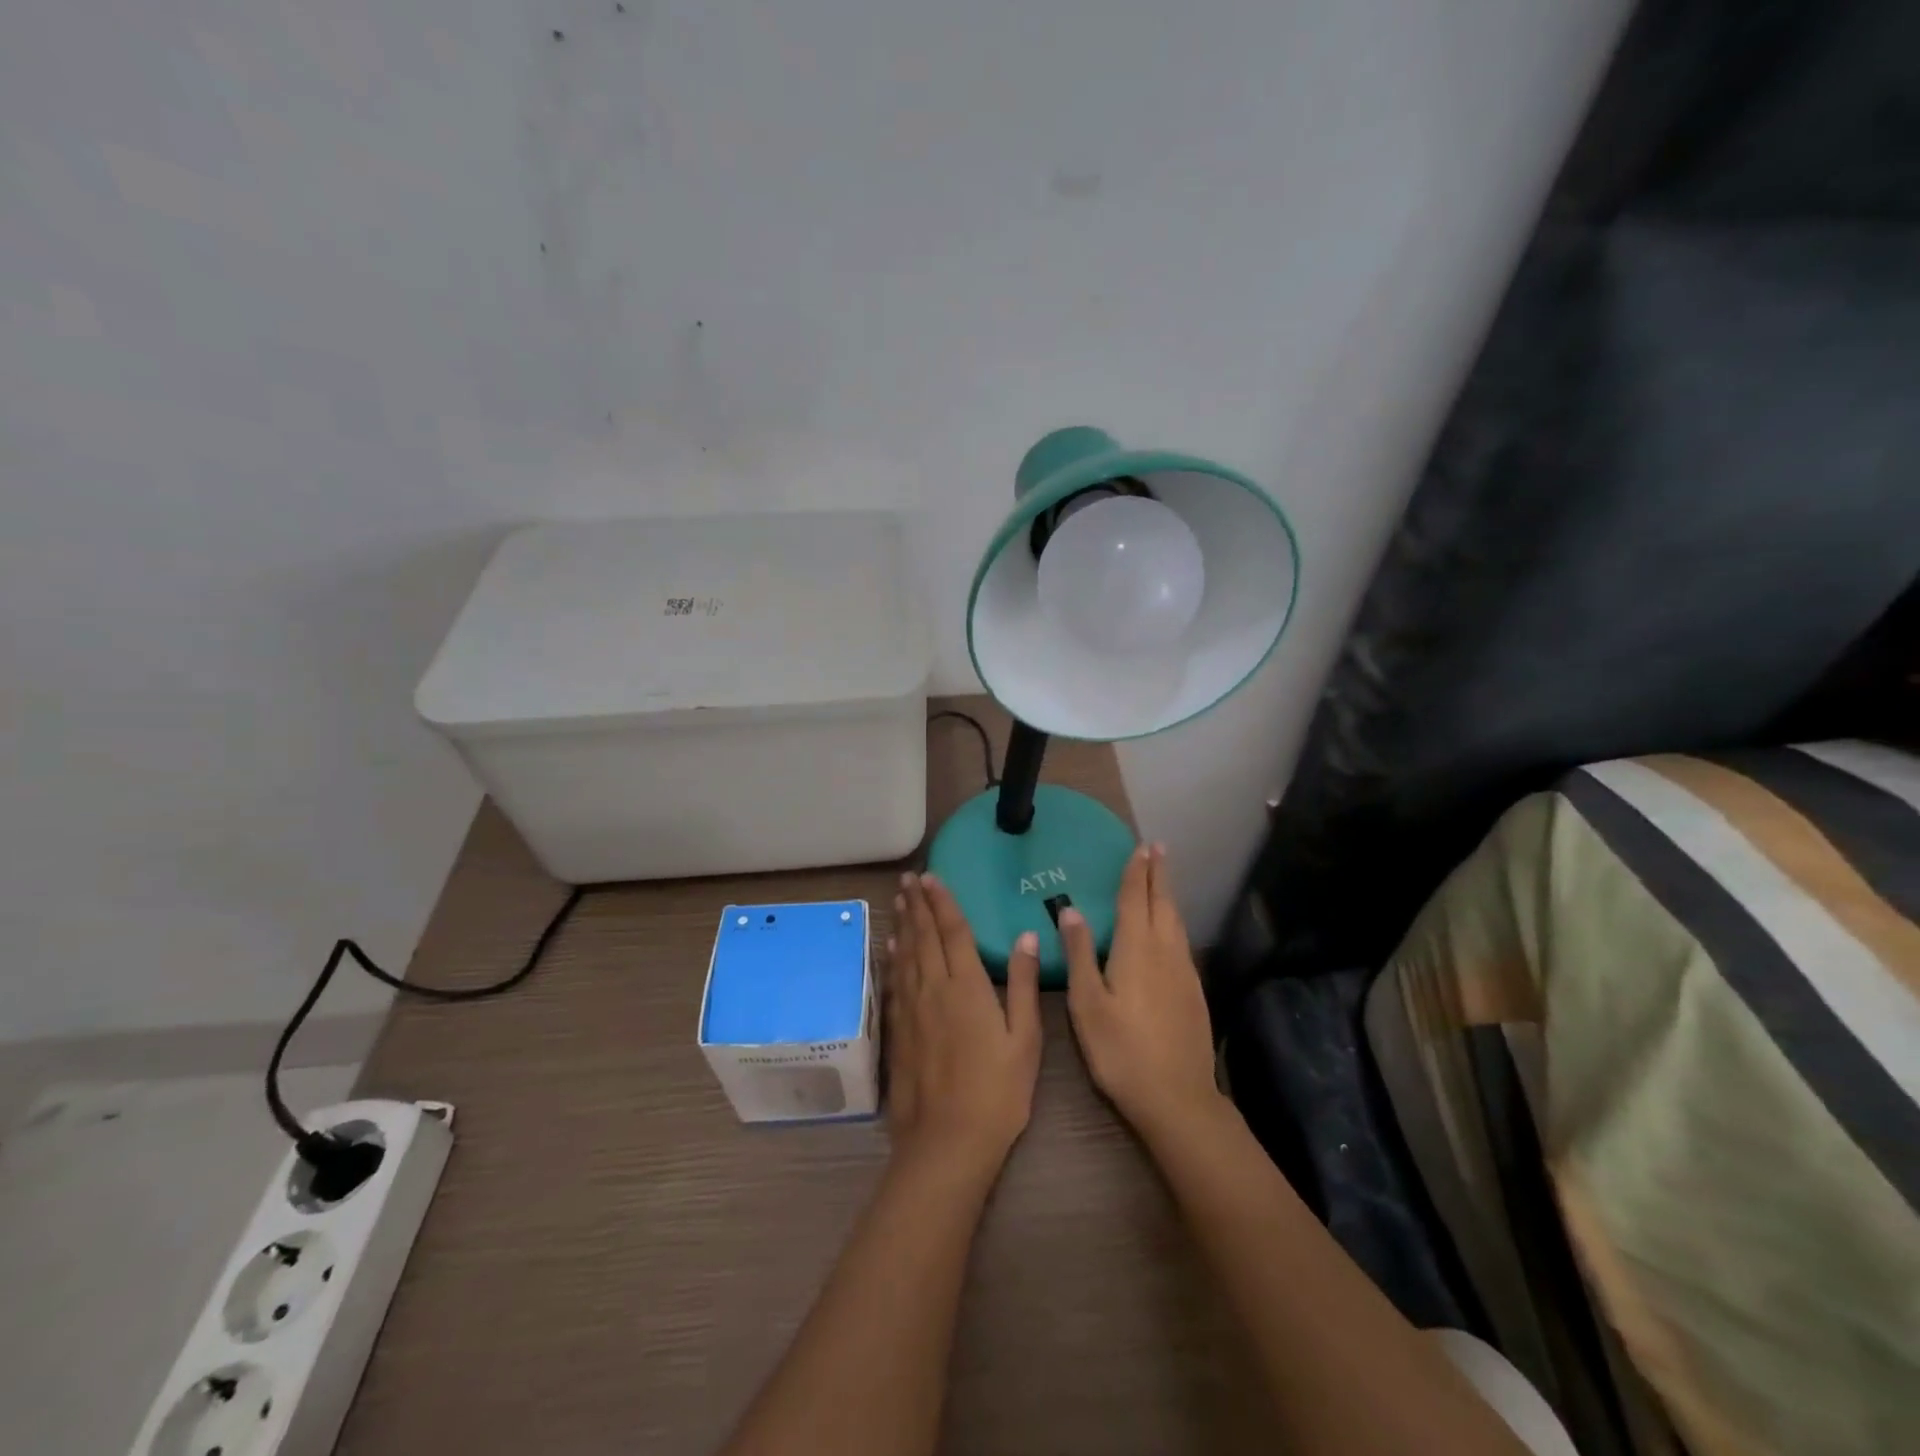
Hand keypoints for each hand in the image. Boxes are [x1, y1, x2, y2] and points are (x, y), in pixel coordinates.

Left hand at [884, 872, 1042, 1179]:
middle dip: (918, 904)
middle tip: (909, 878)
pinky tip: (891, 947)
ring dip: (903, 923)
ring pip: (905, 954)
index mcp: (967, 986)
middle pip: (923, 936)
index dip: (943, 902)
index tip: (932, 876)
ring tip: (899, 899)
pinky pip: (895, 981)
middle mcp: (934, 988)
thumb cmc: (997, 1092)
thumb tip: (1027, 936)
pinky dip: (893, 958)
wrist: (947, 1142)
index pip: (953, 932)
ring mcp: (912, 1009)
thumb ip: (1023, 984)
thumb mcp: (1024, 1039)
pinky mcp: (898, 1030)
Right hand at [1062, 844, 1222, 1142]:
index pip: (1135, 900)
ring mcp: (1184, 972)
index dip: (1136, 872)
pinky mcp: (1194, 992)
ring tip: (1163, 879)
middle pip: (1162, 904)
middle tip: (1158, 848)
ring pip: (1176, 922)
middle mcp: (1165, 952)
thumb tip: (1071, 910)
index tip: (1140, 847)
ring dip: (1168, 895)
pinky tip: (1171, 930)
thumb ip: (1079, 954)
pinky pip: (1182, 941)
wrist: (1178, 1098)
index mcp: (1136, 950)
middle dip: (1158, 874)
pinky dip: (1174, 922)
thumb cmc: (1121, 1051)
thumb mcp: (1087, 1004)